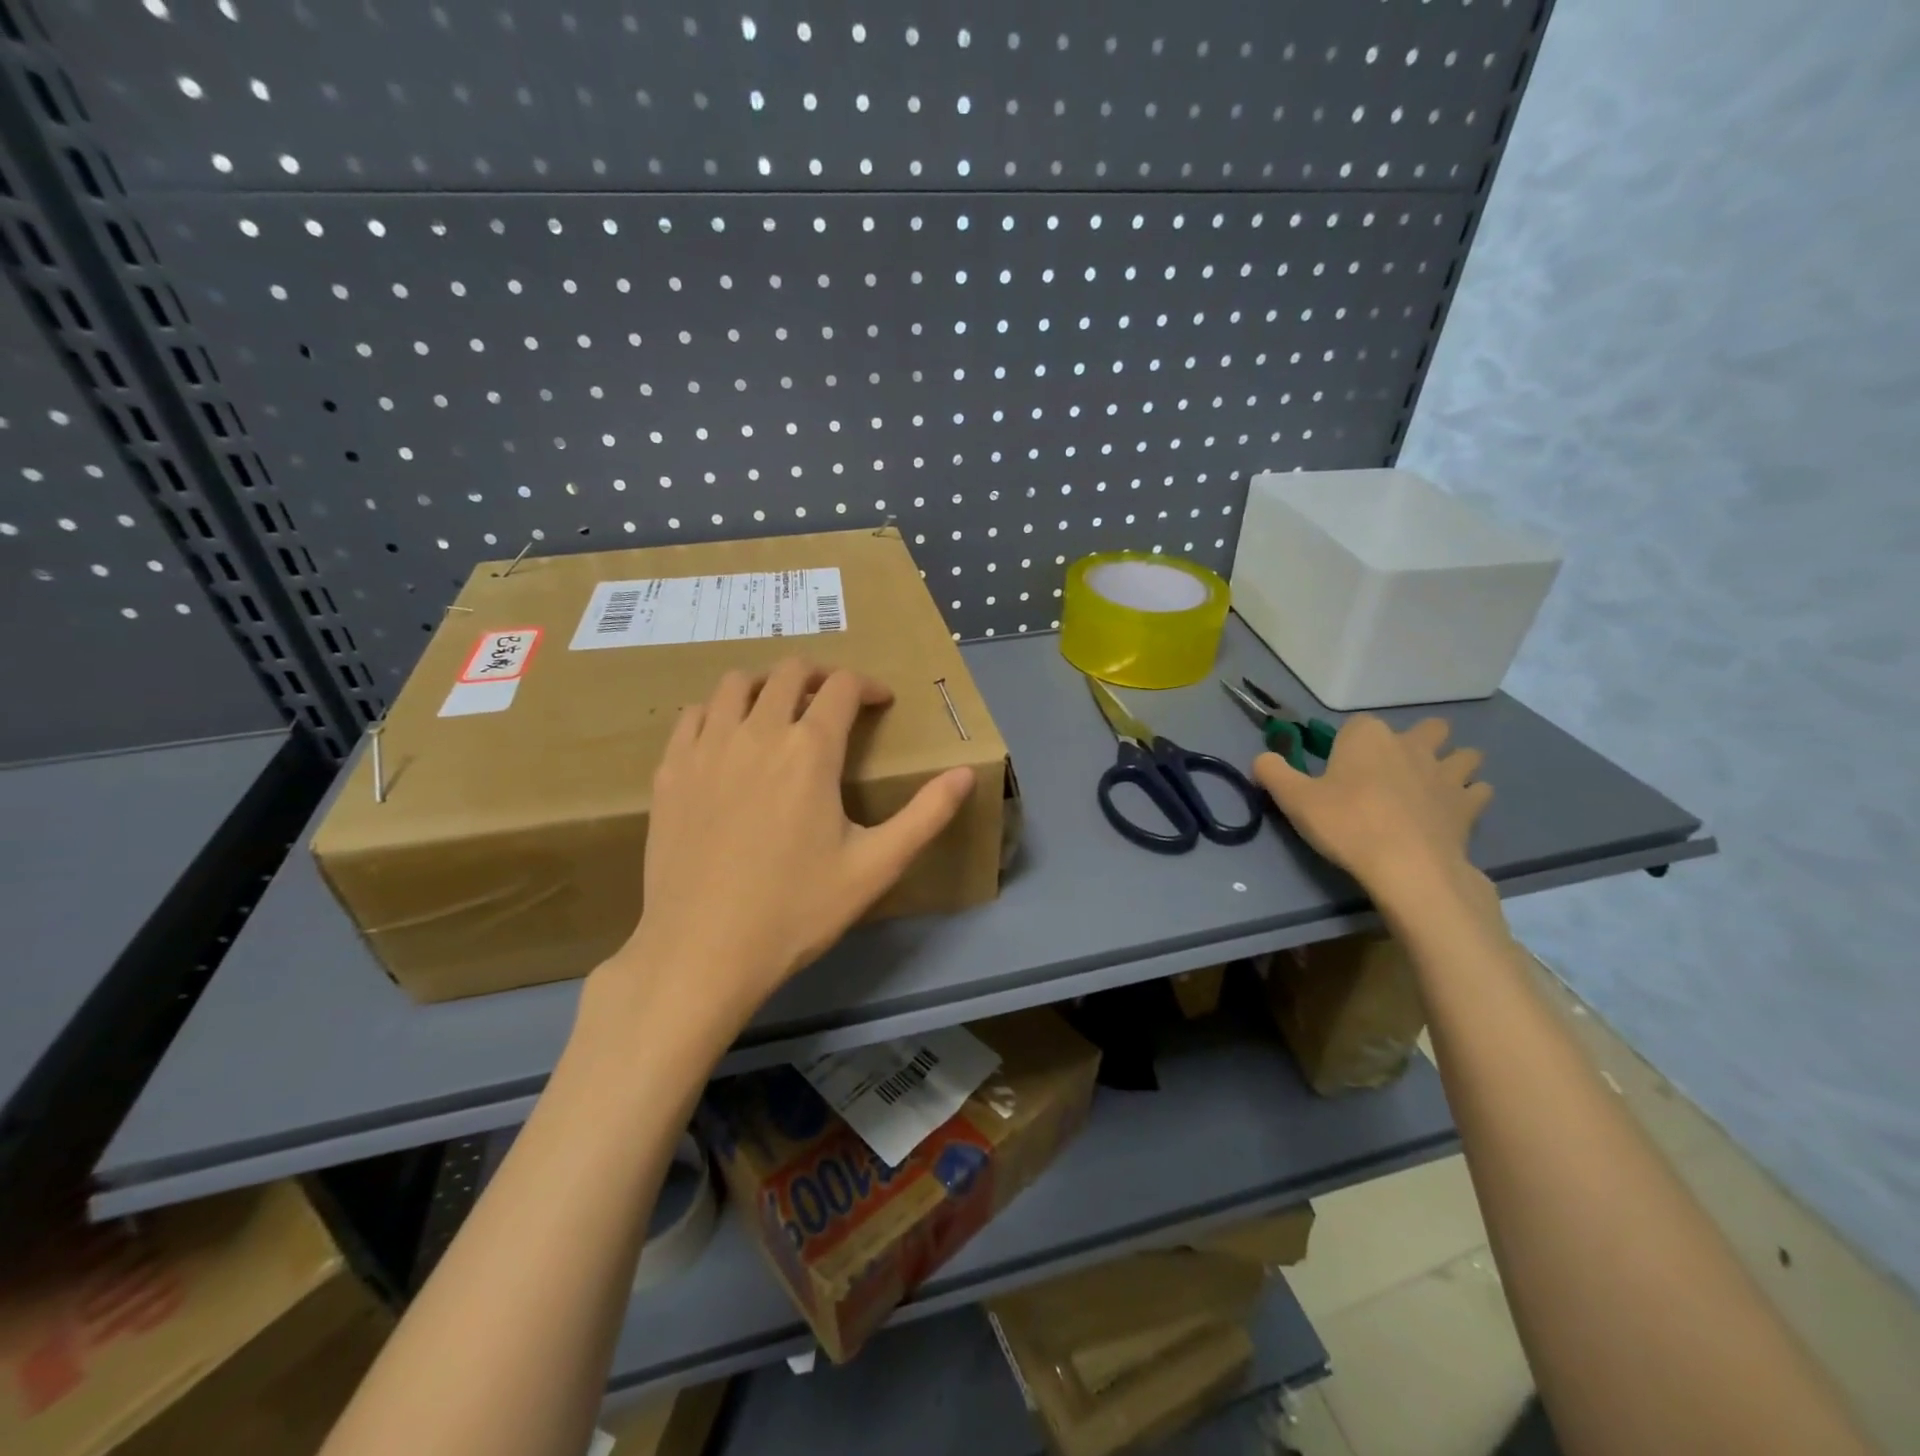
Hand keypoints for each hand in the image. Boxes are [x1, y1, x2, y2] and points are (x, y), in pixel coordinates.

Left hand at [601, 659, 975, 1032]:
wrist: (703, 952)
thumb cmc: (796, 910)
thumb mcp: (876, 867)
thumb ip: (926, 815)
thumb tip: (966, 773)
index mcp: (810, 750)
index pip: (843, 687)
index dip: (868, 686)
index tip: (881, 702)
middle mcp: (756, 732)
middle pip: (790, 672)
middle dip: (822, 675)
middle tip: (836, 700)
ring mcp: (706, 748)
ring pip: (736, 683)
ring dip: (767, 684)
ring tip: (781, 709)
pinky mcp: (670, 771)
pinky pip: (694, 715)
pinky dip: (719, 711)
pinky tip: (728, 739)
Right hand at [1253, 715, 1492, 905]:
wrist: (1406, 867)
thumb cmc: (1346, 824)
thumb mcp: (1293, 799)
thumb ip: (1273, 772)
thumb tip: (1262, 758)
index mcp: (1368, 737)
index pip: (1359, 724)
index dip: (1350, 744)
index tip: (1340, 769)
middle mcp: (1412, 745)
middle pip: (1428, 729)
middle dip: (1418, 742)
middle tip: (1394, 771)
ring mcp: (1447, 773)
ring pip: (1464, 755)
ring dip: (1453, 764)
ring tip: (1432, 786)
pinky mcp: (1469, 805)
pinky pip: (1478, 791)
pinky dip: (1469, 797)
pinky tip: (1452, 812)